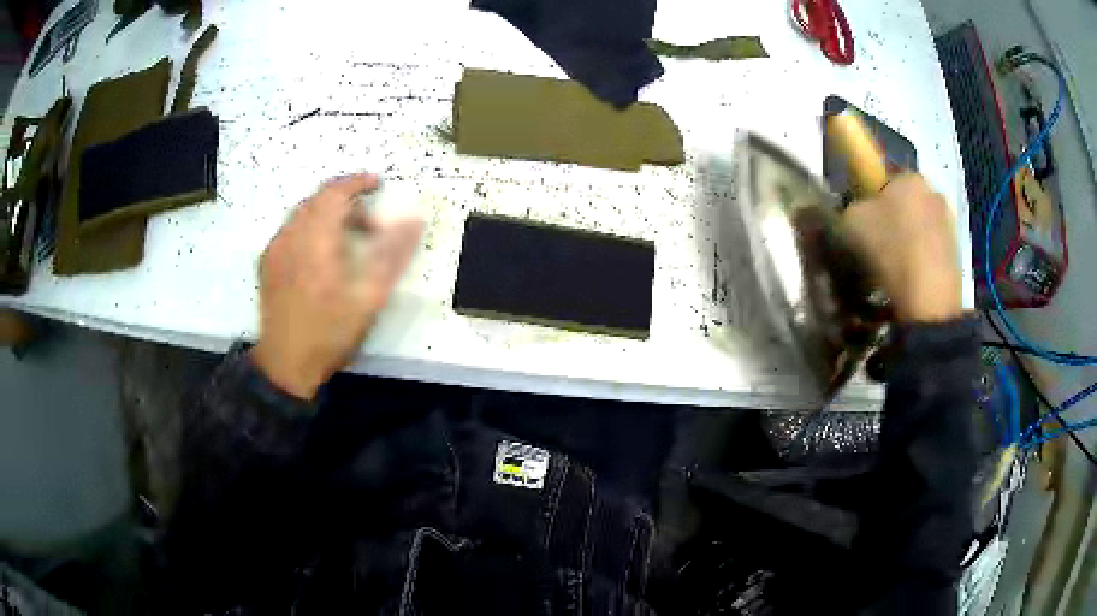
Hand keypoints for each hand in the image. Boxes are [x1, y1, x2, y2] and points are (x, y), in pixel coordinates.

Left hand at [251, 174, 422, 398]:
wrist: (285, 364)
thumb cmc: (329, 332)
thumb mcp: (369, 297)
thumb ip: (393, 254)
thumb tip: (414, 220)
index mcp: (315, 239)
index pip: (335, 191)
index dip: (358, 182)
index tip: (378, 184)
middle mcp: (290, 235)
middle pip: (318, 199)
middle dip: (346, 201)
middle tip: (370, 225)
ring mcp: (275, 248)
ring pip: (303, 213)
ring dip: (328, 214)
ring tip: (348, 240)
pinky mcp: (267, 262)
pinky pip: (290, 229)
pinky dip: (310, 228)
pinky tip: (321, 255)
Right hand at [843, 174, 961, 323]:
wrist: (928, 300)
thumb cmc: (889, 250)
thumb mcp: (850, 222)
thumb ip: (852, 207)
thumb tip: (858, 211)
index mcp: (908, 176)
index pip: (884, 177)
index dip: (870, 198)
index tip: (862, 222)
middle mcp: (933, 191)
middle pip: (905, 202)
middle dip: (892, 218)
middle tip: (876, 245)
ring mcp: (949, 223)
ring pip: (919, 226)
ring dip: (908, 241)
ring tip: (893, 269)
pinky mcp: (957, 253)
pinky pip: (931, 250)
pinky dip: (921, 261)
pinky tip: (909, 280)